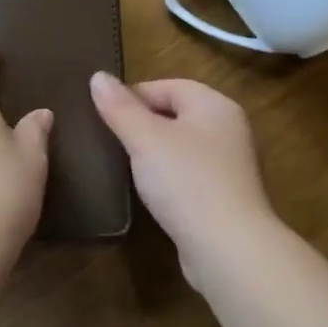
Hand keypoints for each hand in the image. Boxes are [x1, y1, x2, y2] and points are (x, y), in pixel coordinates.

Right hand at [89, 73, 278, 284]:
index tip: (103, 115)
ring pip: (180, 146)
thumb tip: (98, 76)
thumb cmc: (186, 182)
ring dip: (152, 153)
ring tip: (121, 164)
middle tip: (108, 138)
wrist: (228, 249)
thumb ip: (120, 107)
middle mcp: (228, 129)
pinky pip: (187, 175)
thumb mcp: (145, 139)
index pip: (167, 86)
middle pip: (175, 114)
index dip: (133, 96)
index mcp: (215, 106)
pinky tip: (147, 191)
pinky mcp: (223, 197)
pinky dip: (166, 178)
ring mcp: (229, 165)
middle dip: (141, 123)